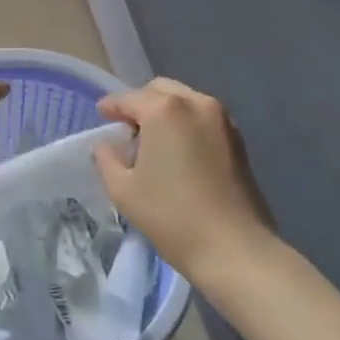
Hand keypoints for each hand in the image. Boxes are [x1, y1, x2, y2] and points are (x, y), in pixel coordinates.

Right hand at [93, 77, 276, 280]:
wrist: (234, 248)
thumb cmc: (172, 216)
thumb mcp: (124, 190)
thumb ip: (107, 159)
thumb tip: (107, 145)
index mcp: (164, 109)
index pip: (129, 99)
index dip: (111, 107)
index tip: (101, 115)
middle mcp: (194, 102)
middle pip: (160, 91)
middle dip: (141, 104)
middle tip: (128, 130)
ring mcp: (221, 118)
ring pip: (184, 101)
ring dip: (165, 112)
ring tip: (155, 142)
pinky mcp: (238, 137)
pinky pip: (203, 117)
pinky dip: (186, 123)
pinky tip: (180, 151)